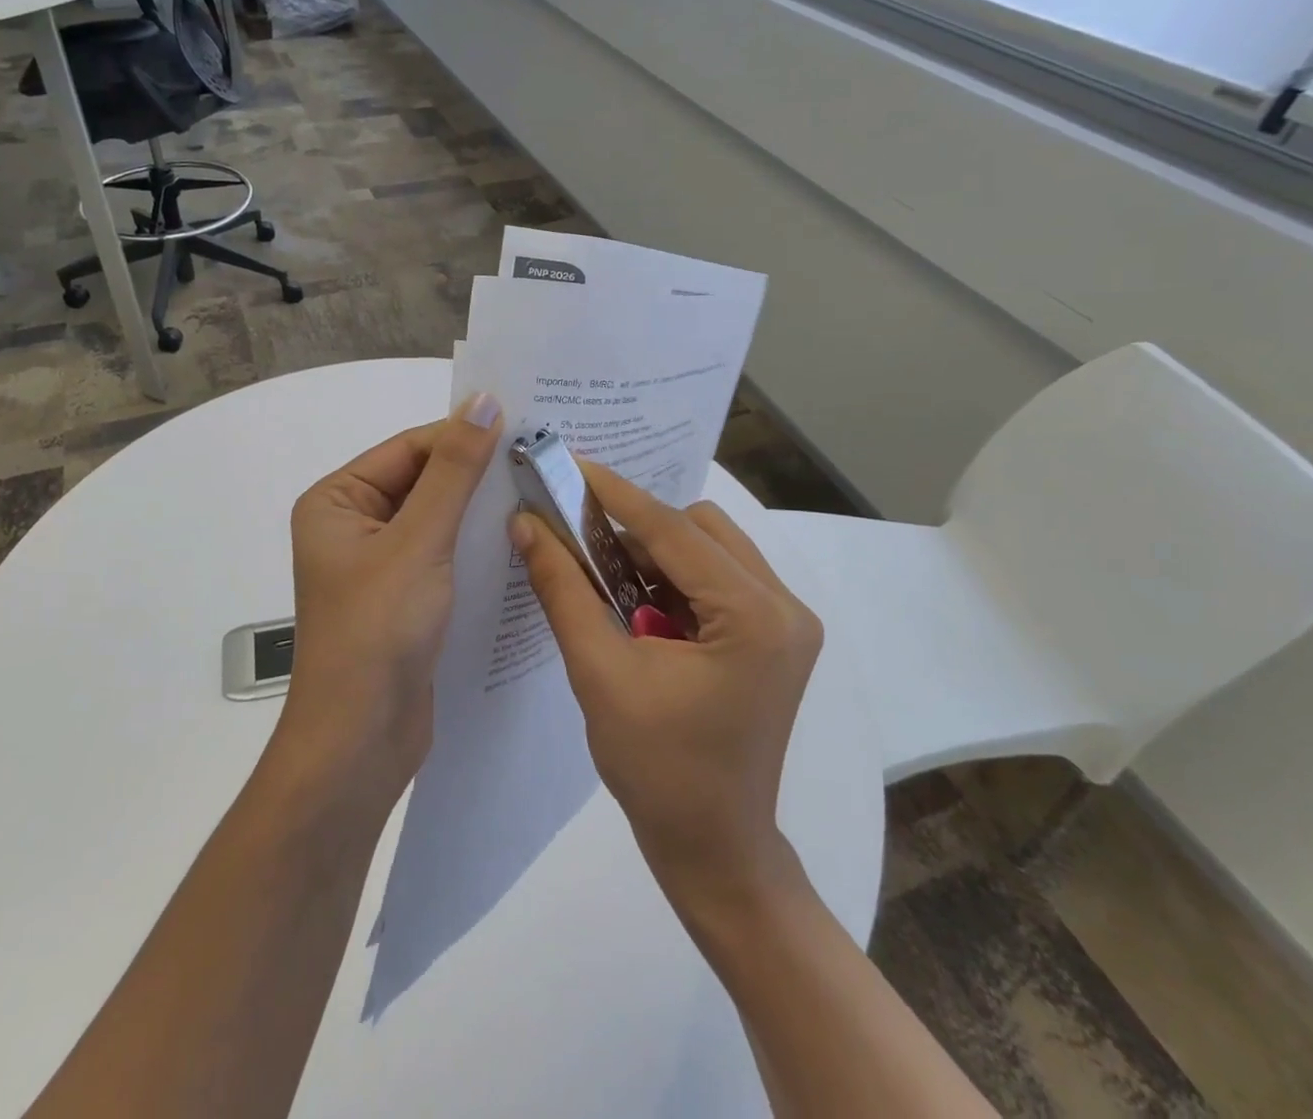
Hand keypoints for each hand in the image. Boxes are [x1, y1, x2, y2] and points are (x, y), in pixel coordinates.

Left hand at [280, 393, 502, 801]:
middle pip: (423, 481)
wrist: (361, 741)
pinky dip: (476, 545)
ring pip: (438, 519)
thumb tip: (484, 401)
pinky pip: (443, 554)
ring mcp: (379, 564)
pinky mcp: (405, 597)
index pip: (408, 449)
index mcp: (337, 501)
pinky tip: (521, 536)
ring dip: (481, 508)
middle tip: (541, 458)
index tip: (524, 427)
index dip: (462, 436)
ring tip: (541, 490)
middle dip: (476, 473)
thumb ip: (454, 472)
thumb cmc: (378, 630)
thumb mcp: (419, 541)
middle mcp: (353, 525)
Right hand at [511, 464, 821, 894]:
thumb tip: (526, 524)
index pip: (673, 530)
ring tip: (603, 579)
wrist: (714, 849)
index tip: (568, 463)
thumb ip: (562, 590)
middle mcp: (784, 606)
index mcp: (755, 617)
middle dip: (635, 528)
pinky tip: (635, 605)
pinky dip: (672, 578)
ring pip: (709, 548)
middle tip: (579, 536)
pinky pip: (717, 577)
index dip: (614, 493)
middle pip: (699, 529)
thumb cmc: (657, 770)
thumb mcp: (599, 673)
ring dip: (654, 553)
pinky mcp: (773, 637)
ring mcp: (785, 622)